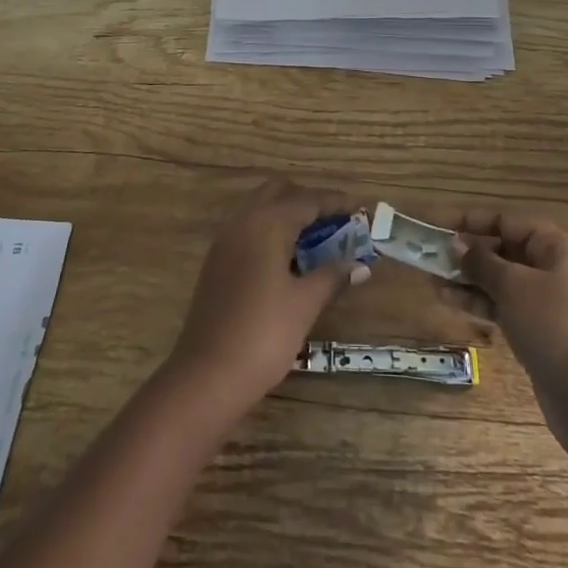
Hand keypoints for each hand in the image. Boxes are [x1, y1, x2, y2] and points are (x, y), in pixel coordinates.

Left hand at [166, 179, 369, 416]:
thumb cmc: (263, 335)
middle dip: (308, 200)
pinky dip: (272, 230)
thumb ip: (332, 276)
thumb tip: (360, 264)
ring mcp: (225, 241)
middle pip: (279, 192)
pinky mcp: (217, 262)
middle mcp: (243, 222)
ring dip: (288, 214)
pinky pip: (249, 229)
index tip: (360, 207)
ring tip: (318, 238)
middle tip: (336, 221)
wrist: (207, 375)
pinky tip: (289, 257)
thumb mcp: (305, 304)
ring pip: (261, 208)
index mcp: (266, 224)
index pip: (306, 200)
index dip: (335, 202)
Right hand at [454, 211, 567, 459]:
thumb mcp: (513, 287)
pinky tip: (450, 303)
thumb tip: (457, 244)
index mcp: (559, 248)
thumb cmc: (555, 327)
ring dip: (469, 281)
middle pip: (505, 252)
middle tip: (432, 258)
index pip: (509, 223)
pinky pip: (506, 307)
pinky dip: (481, 304)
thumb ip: (482, 262)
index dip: (473, 222)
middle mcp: (557, 270)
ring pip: (502, 282)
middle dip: (468, 254)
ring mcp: (550, 304)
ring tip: (432, 282)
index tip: (440, 226)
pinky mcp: (542, 333)